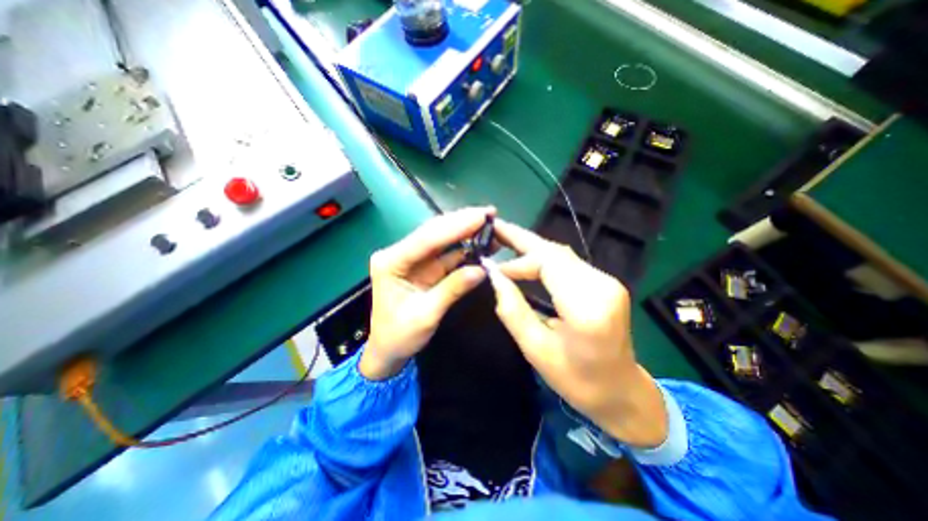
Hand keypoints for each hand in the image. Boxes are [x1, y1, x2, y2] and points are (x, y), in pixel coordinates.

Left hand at [360, 205, 496, 380]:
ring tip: (489, 223)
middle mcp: (400, 254)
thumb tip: (481, 269)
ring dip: (465, 232)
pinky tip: (480, 242)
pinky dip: (464, 248)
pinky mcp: (424, 267)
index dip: (455, 227)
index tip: (481, 216)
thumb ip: (452, 289)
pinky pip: (446, 254)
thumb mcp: (426, 315)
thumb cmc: (399, 336)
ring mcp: (413, 259)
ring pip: (442, 240)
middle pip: (433, 233)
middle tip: (489, 213)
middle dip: (461, 222)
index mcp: (391, 262)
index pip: (426, 239)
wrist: (388, 350)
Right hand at [487, 220, 666, 446]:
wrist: (622, 391)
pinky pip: (568, 263)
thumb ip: (512, 310)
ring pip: (561, 254)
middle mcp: (602, 285)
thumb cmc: (577, 380)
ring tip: (505, 239)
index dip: (517, 261)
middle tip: (495, 229)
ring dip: (531, 247)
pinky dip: (543, 258)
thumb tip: (494, 276)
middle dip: (522, 240)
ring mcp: (607, 281)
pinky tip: (526, 258)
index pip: (548, 263)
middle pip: (555, 252)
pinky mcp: (605, 282)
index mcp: (587, 307)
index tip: (493, 268)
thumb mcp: (536, 350)